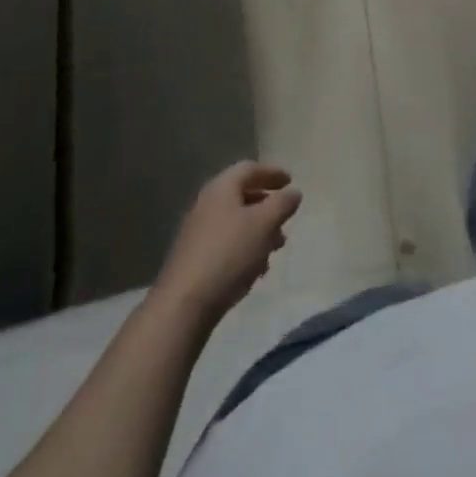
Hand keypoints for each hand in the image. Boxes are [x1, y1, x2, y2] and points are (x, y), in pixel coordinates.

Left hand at [153, 161, 301, 324]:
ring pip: (235, 224)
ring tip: (275, 249)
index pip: (250, 169)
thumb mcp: (264, 224)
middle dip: (267, 206)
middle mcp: (206, 205)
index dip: (272, 173)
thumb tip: (293, 192)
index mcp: (221, 188)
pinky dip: (244, 250)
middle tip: (285, 218)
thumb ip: (283, 204)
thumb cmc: (228, 254)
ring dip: (258, 232)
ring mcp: (197, 234)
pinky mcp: (193, 262)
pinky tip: (255, 270)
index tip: (291, 182)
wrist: (182, 307)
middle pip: (242, 196)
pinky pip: (225, 246)